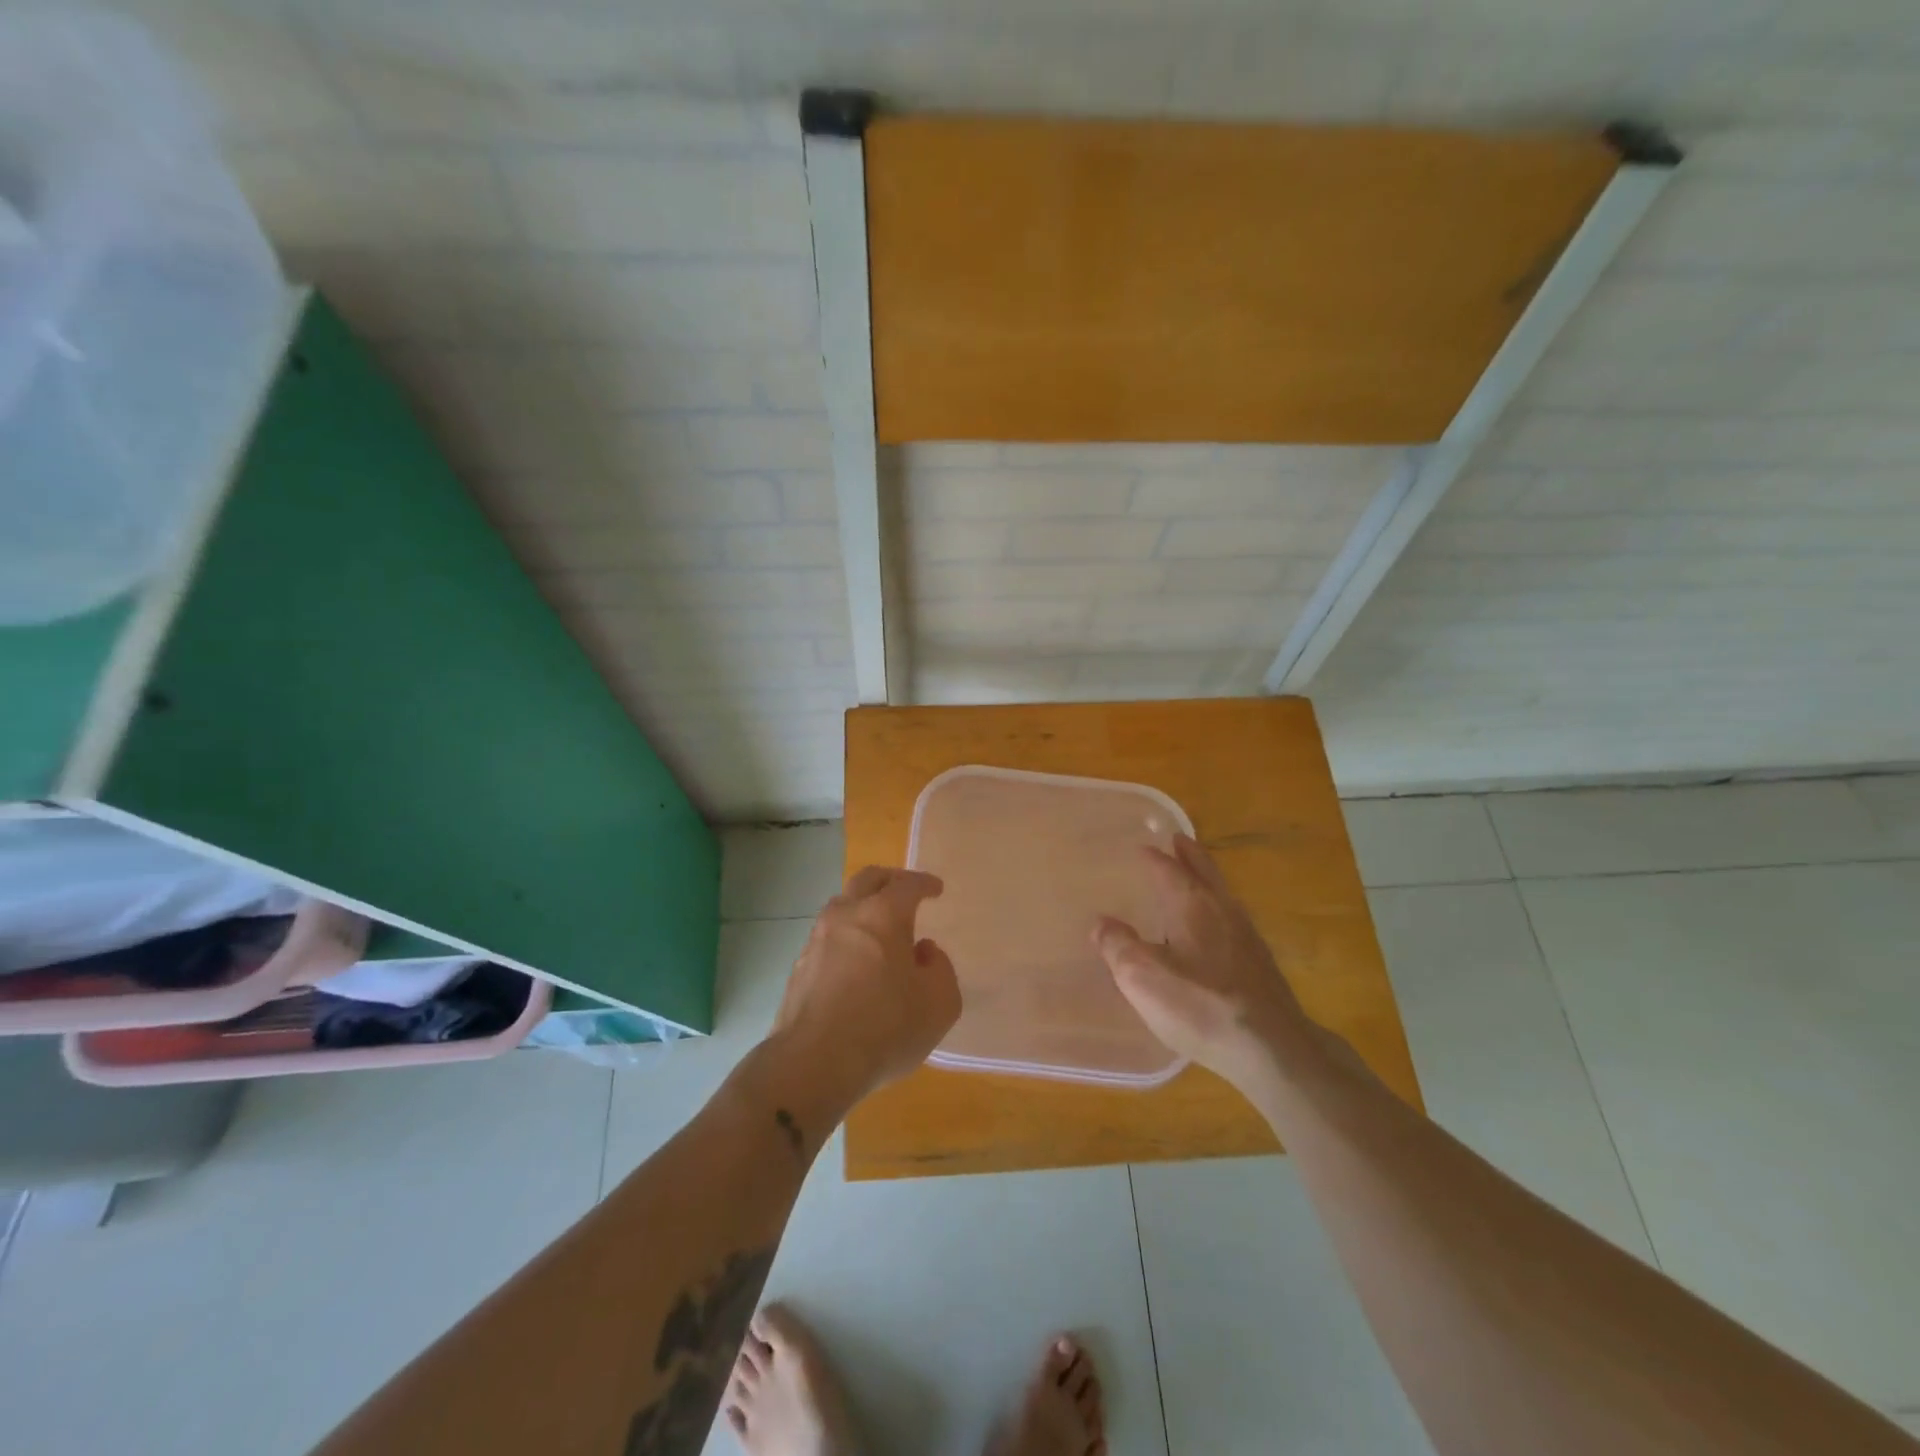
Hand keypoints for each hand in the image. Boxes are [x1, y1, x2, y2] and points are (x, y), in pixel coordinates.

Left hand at [773, 866, 960, 1106]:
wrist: (813, 1063)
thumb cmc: (885, 1028)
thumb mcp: (939, 1003)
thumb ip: (940, 969)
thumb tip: (923, 952)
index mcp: (883, 915)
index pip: (907, 884)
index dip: (924, 883)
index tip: (935, 889)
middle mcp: (847, 916)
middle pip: (867, 880)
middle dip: (889, 880)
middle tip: (904, 891)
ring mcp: (817, 939)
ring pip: (841, 906)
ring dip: (862, 906)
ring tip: (879, 928)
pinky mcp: (799, 966)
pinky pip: (828, 937)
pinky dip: (846, 937)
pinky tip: (855, 961)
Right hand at [1091, 834, 1312, 1086]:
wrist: (1271, 1049)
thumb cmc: (1200, 1005)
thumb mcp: (1142, 977)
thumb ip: (1118, 946)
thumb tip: (1101, 923)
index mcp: (1193, 905)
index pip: (1170, 869)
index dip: (1154, 857)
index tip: (1143, 846)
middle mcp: (1223, 911)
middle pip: (1206, 872)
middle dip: (1190, 854)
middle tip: (1179, 839)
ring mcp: (1247, 937)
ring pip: (1223, 894)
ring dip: (1206, 878)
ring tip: (1194, 876)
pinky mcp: (1260, 965)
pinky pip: (1233, 919)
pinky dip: (1217, 908)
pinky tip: (1215, 929)